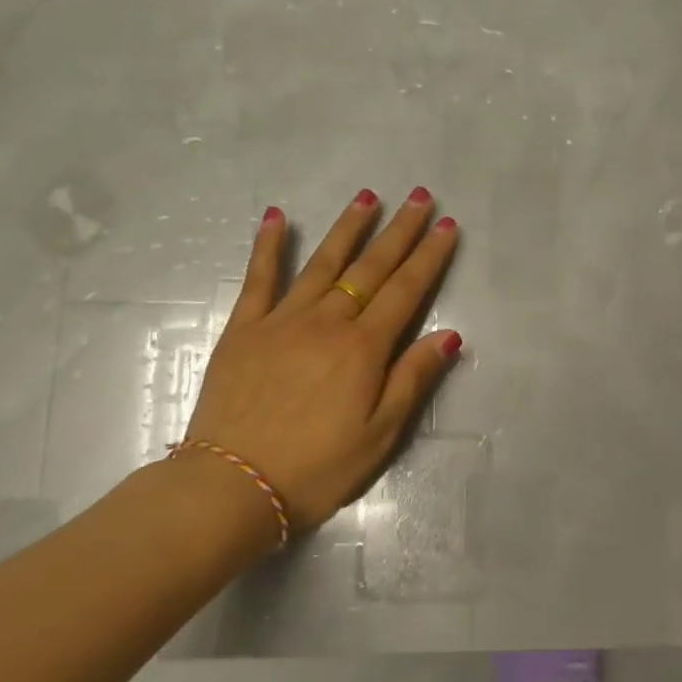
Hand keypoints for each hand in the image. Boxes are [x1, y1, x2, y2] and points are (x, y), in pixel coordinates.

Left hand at [181, 187, 461, 537]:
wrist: (232, 485)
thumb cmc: (317, 468)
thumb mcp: (380, 435)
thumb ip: (413, 379)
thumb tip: (449, 334)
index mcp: (363, 348)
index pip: (406, 290)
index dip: (429, 256)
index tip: (447, 225)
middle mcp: (327, 322)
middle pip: (370, 268)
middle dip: (399, 231)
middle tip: (418, 196)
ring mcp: (281, 320)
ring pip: (322, 263)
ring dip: (348, 228)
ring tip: (368, 196)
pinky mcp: (244, 330)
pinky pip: (259, 279)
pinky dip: (268, 246)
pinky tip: (276, 217)